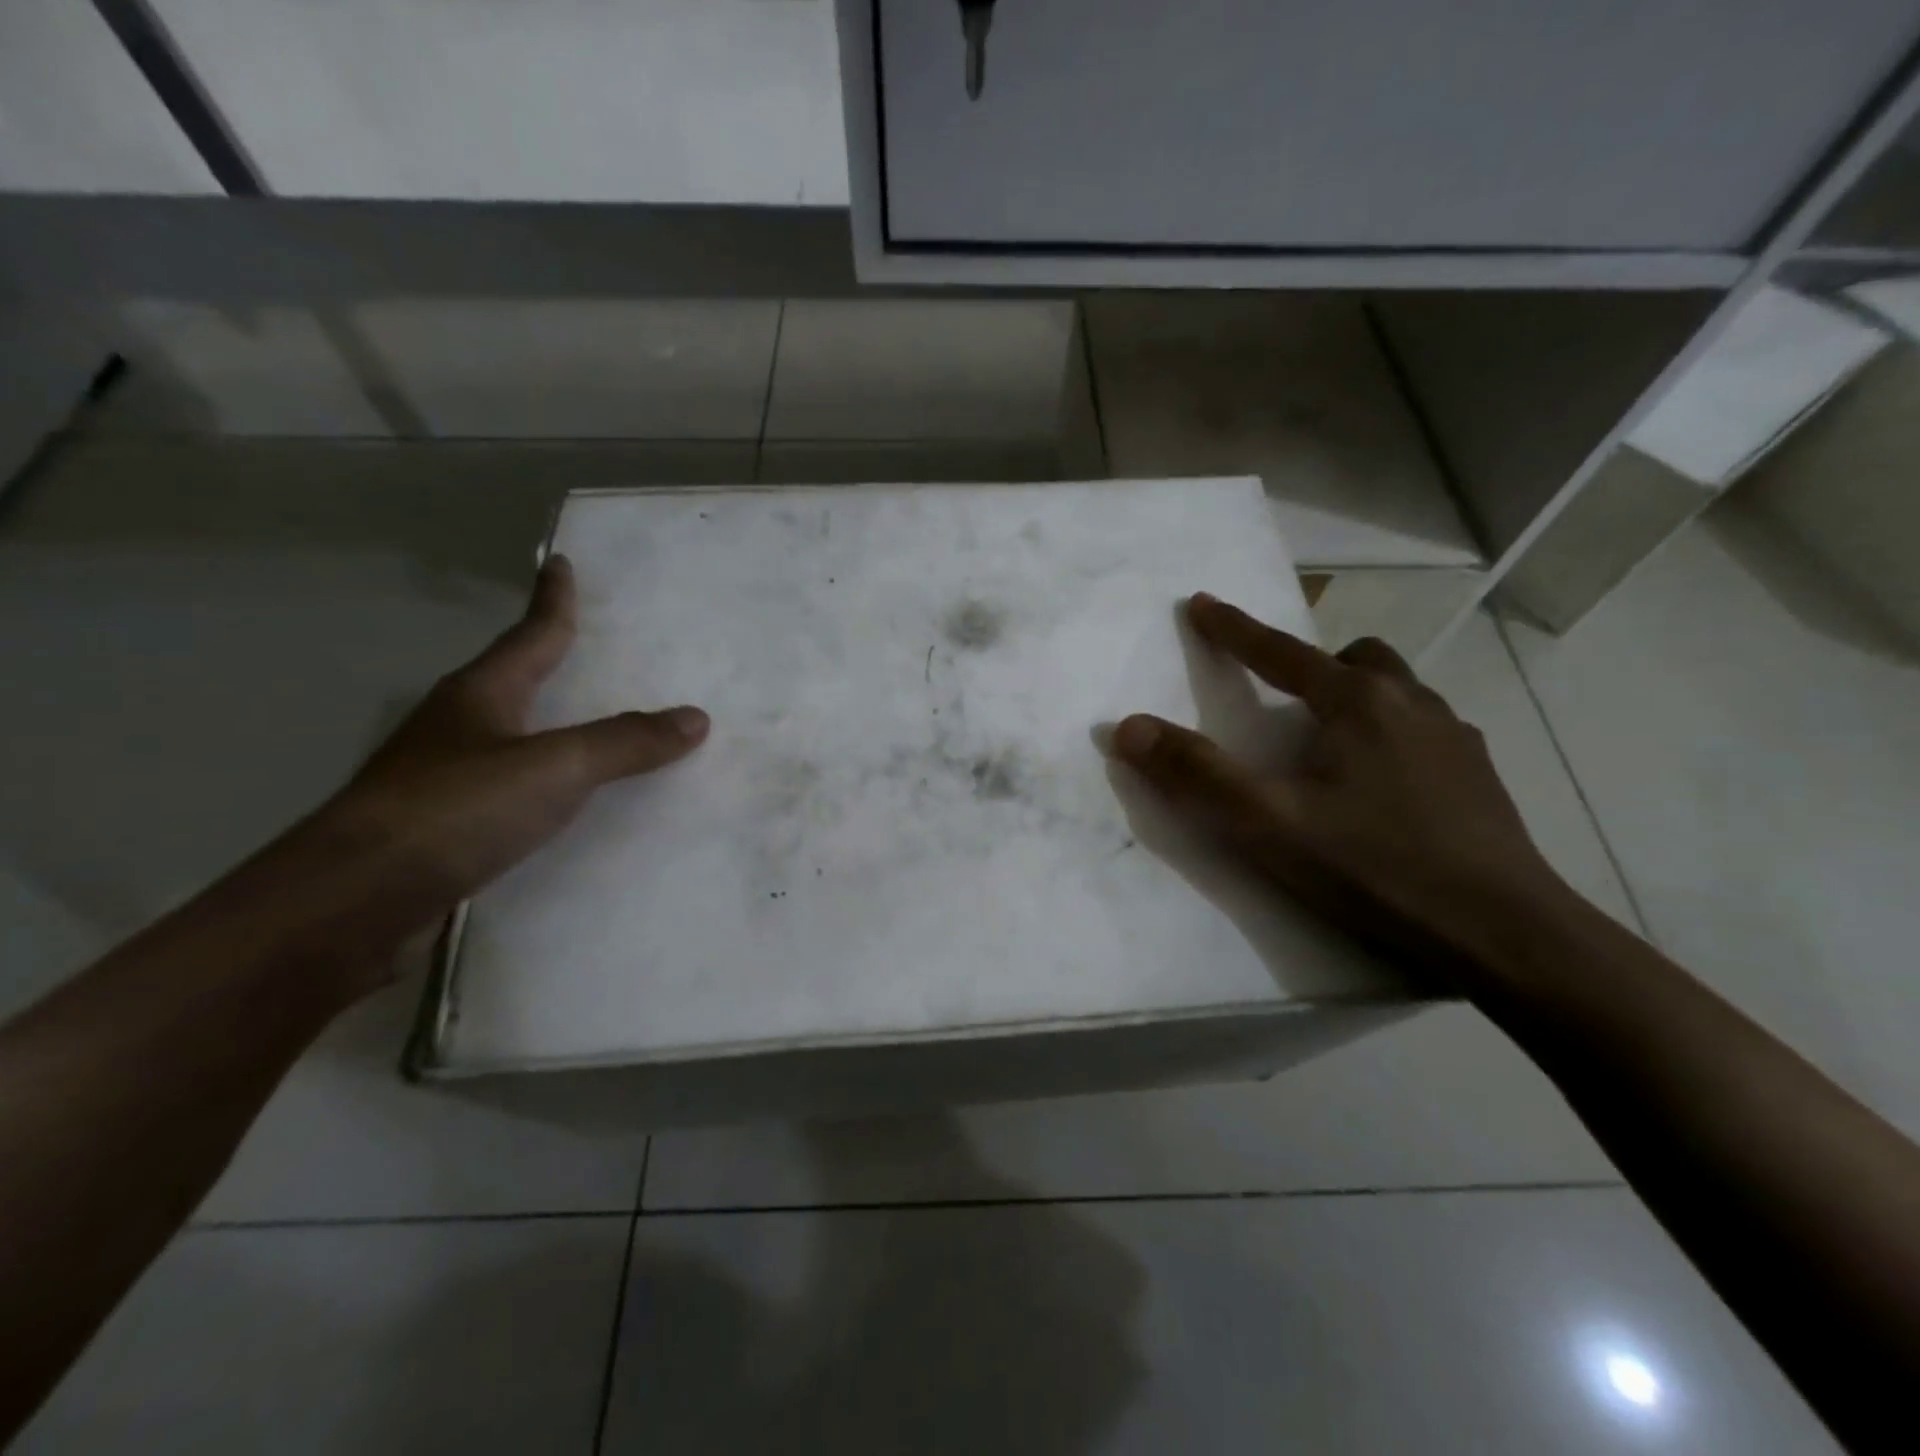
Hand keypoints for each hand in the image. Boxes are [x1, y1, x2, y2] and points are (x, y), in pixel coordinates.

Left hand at [324, 553, 708, 910]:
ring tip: (592, 717)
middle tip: (596, 645)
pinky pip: (511, 781)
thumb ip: (626, 742)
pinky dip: (544, 774)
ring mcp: (444, 773)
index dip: (552, 601)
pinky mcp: (444, 821)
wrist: (355, 900)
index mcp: (481, 694)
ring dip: (549, 719)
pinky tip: (565, 795)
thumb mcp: (555, 768)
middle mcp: (459, 724)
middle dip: (551, 658)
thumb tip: (696, 717)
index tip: (563, 563)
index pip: (531, 635)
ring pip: (511, 731)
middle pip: (515, 677)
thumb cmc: (456, 809)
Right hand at [1109, 594, 1570, 987]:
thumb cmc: (1372, 867)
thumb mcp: (1267, 823)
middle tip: (1284, 702)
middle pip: (1353, 658)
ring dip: (1356, 698)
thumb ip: (1195, 772)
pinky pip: (1423, 728)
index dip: (1232, 628)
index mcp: (1356, 702)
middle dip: (1312, 665)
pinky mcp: (1479, 775)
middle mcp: (1410, 702)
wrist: (1501, 932)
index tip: (1201, 603)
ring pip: (1397, 691)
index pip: (1279, 651)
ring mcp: (1454, 737)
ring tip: (1330, 746)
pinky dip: (1390, 734)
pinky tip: (1381, 786)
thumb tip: (1128, 727)